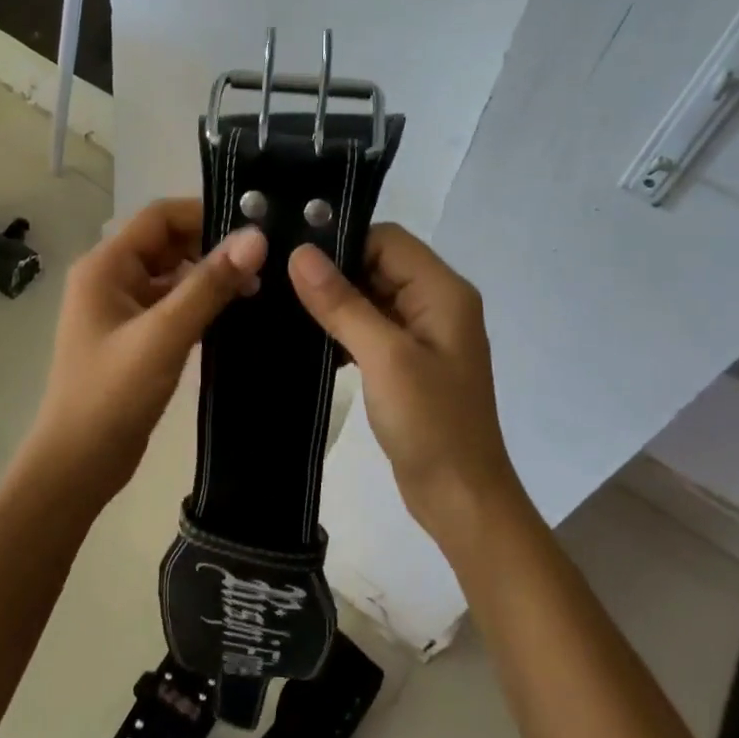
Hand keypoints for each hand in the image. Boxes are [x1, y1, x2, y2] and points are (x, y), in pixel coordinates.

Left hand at [22, 198, 266, 510]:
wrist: (79, 464)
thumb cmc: (112, 394)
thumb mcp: (164, 334)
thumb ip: (209, 284)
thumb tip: (256, 237)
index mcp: (105, 266)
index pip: (160, 217)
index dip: (205, 214)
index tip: (254, 226)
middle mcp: (111, 278)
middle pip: (168, 243)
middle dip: (213, 248)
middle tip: (267, 261)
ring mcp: (123, 309)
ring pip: (174, 276)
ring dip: (211, 278)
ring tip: (262, 285)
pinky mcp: (137, 336)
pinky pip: (173, 305)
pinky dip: (202, 304)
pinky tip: (238, 314)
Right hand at [288, 225, 523, 544]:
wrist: (460, 497)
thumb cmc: (430, 423)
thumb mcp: (384, 357)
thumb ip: (343, 303)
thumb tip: (301, 253)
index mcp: (442, 291)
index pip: (387, 240)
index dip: (343, 243)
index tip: (293, 257)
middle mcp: (437, 303)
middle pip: (379, 265)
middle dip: (333, 273)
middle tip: (278, 282)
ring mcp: (423, 334)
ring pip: (371, 297)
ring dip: (335, 303)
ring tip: (284, 309)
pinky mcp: (408, 361)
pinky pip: (371, 328)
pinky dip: (343, 331)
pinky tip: (309, 343)